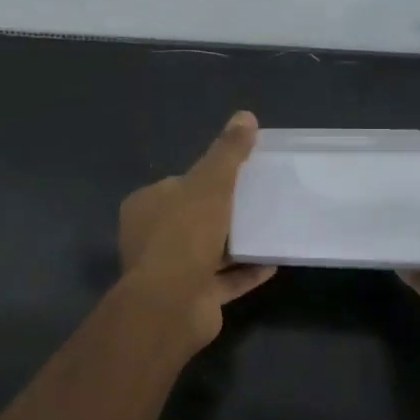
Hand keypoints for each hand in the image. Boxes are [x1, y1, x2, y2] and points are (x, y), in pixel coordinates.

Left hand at [119, 111, 276, 345]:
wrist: (172, 304)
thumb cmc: (185, 234)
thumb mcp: (210, 183)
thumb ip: (227, 152)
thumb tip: (245, 116)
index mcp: (146, 206)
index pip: (178, 185)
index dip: (206, 179)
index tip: (238, 176)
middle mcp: (152, 238)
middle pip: (193, 218)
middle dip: (223, 212)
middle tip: (258, 201)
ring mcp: (171, 271)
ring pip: (208, 251)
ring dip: (236, 244)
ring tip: (270, 229)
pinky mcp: (192, 298)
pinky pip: (223, 280)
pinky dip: (245, 272)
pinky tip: (273, 262)